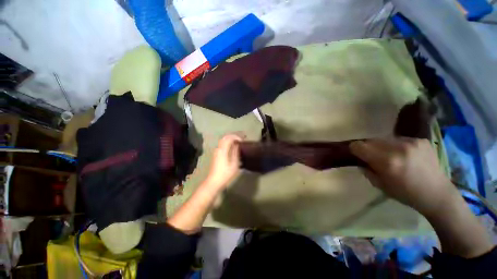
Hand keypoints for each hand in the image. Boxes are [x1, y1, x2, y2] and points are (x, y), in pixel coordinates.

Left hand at [205, 133, 243, 188]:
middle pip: (225, 137)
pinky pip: (222, 144)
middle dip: (233, 136)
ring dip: (230, 139)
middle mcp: (218, 149)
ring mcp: (216, 151)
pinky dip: (228, 143)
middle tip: (241, 138)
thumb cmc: (225, 174)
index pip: (229, 138)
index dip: (236, 137)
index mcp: (223, 150)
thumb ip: (236, 153)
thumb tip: (237, 145)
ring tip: (238, 141)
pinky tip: (233, 147)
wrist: (214, 181)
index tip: (242, 140)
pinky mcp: (216, 154)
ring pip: (223, 140)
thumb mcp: (234, 164)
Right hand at [350, 138, 457, 216]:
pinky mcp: (421, 140)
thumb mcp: (380, 185)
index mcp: (387, 162)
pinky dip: (397, 146)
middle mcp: (398, 148)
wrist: (437, 194)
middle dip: (368, 148)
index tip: (357, 154)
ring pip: (385, 139)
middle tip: (373, 157)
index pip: (359, 146)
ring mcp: (412, 142)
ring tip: (391, 156)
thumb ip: (367, 170)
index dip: (354, 149)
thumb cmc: (406, 193)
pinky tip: (405, 155)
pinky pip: (400, 139)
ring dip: (383, 146)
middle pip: (371, 140)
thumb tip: (361, 161)